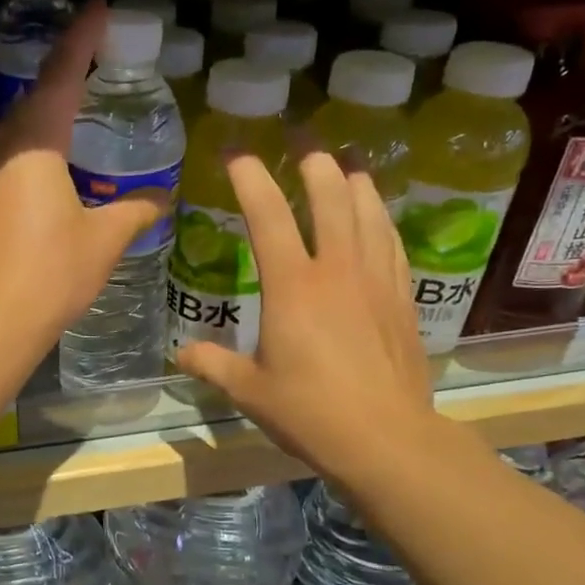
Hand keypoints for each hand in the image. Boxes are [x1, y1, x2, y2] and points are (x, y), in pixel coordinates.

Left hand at [0, 0, 169, 349]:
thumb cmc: (53, 274)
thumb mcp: (104, 240)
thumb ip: (134, 211)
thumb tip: (160, 198)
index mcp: (36, 147)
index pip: (61, 78)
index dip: (81, 42)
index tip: (98, 10)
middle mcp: (4, 151)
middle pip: (36, 99)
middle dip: (65, 73)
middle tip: (95, 56)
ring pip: (19, 129)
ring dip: (48, 112)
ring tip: (78, 104)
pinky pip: (11, 157)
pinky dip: (36, 146)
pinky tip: (54, 160)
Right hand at [174, 151, 437, 482]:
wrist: (385, 438)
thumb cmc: (309, 412)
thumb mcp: (249, 391)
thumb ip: (213, 365)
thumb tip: (182, 354)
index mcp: (293, 287)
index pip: (268, 216)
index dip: (251, 180)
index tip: (238, 155)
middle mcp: (337, 271)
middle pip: (331, 198)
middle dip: (315, 165)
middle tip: (304, 146)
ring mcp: (376, 281)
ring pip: (370, 213)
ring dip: (356, 183)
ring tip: (348, 165)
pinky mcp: (402, 299)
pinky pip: (392, 245)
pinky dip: (382, 222)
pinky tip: (379, 219)